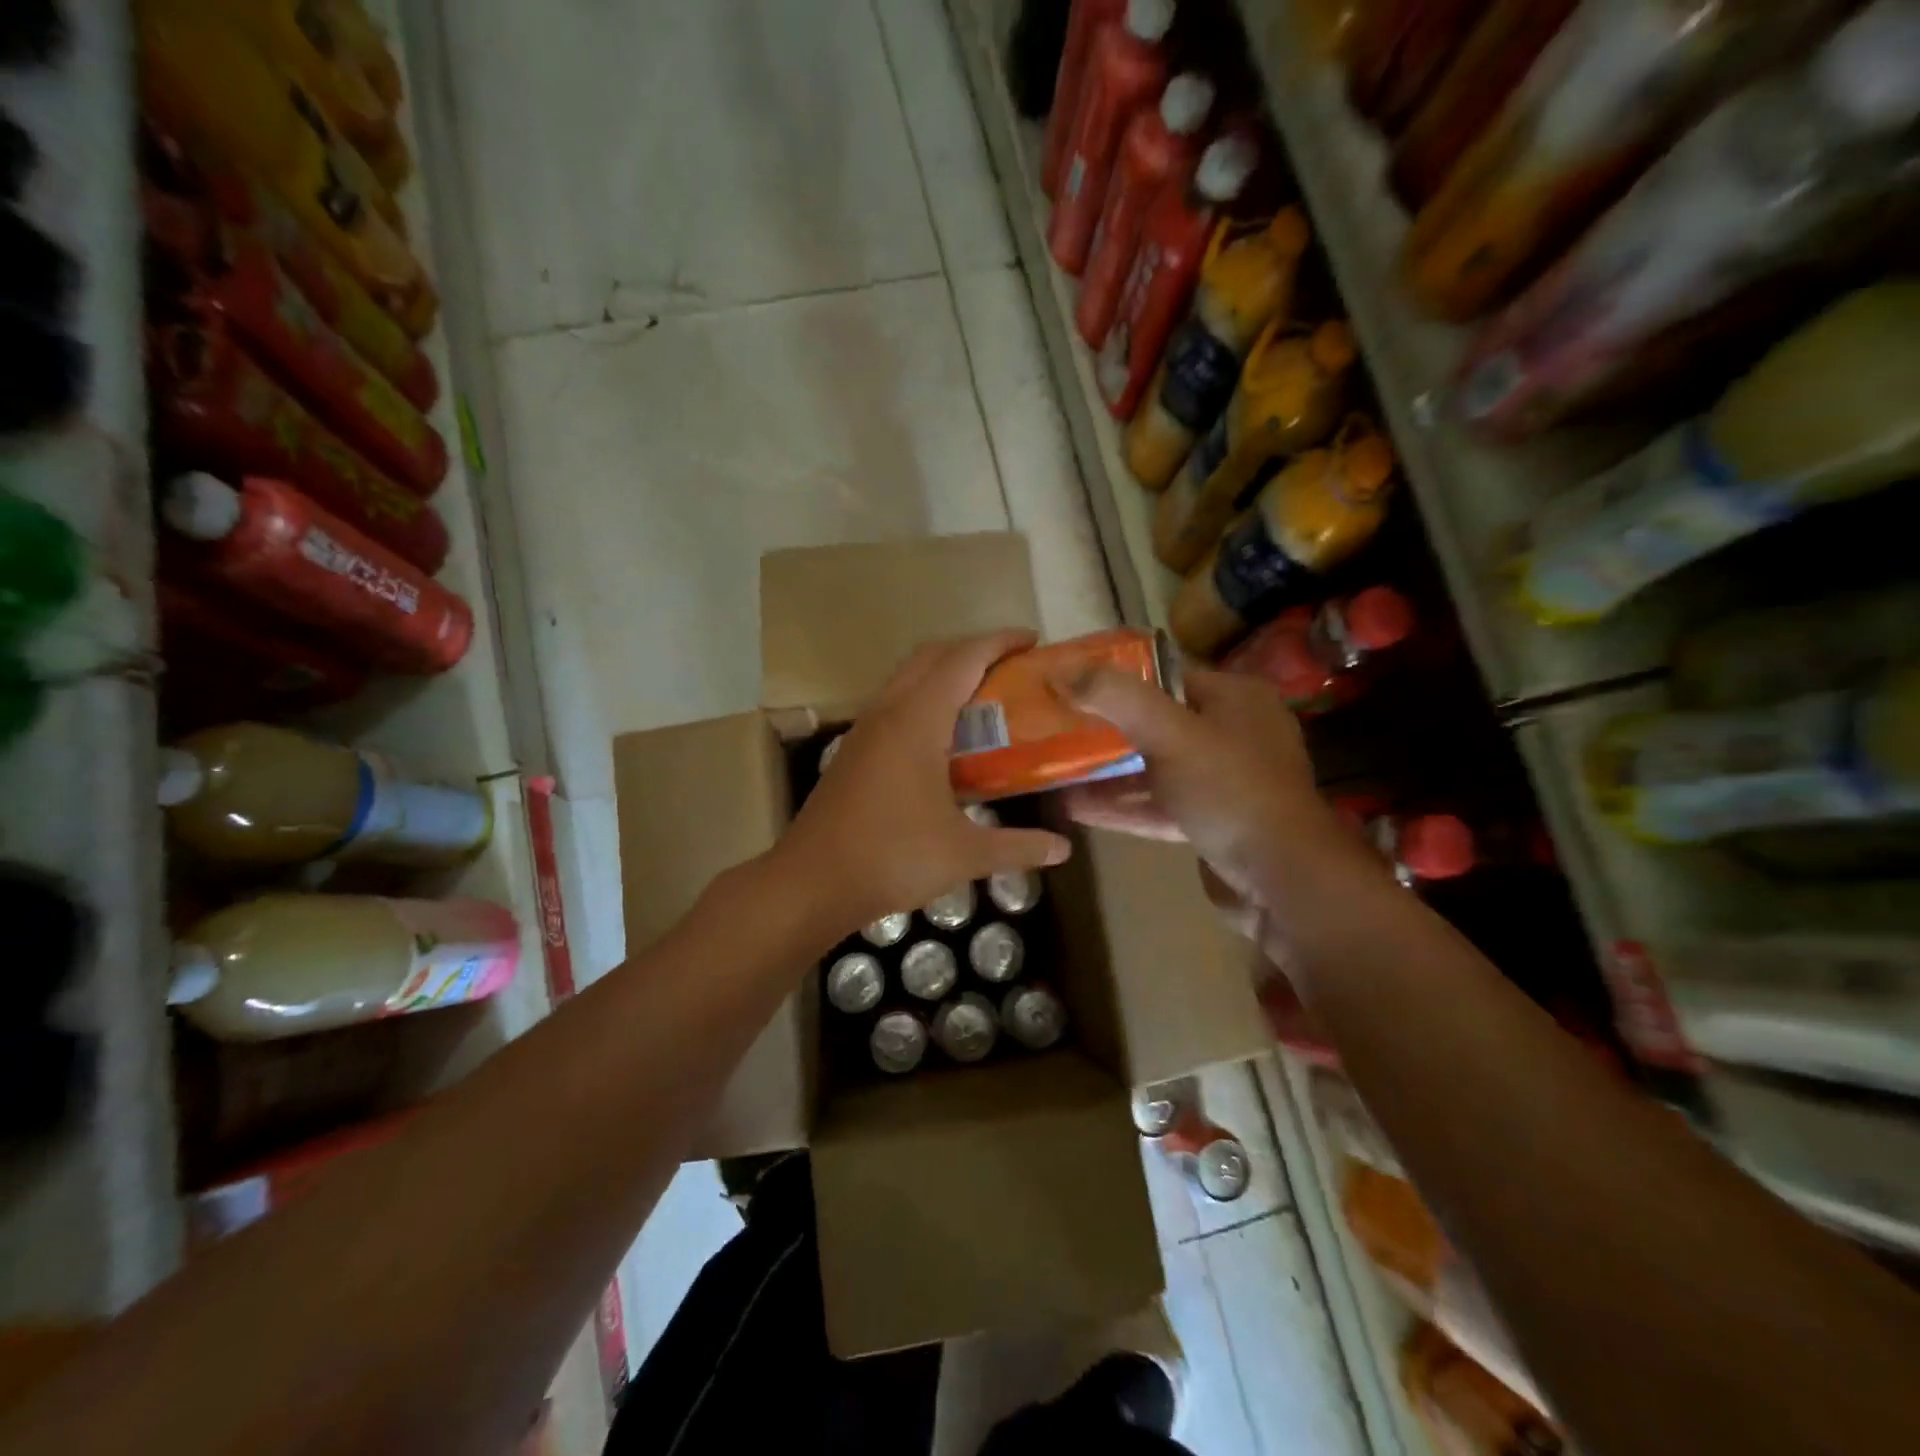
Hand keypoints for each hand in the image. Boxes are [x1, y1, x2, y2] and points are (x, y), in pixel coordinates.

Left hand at [775, 631, 1072, 938]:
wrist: (811, 882)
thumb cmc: (891, 858)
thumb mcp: (964, 854)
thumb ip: (1018, 847)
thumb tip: (1063, 849)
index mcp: (916, 721)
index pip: (962, 659)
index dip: (999, 642)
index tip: (1032, 641)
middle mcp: (887, 712)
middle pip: (930, 656)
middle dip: (972, 650)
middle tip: (1011, 668)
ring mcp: (864, 730)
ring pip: (906, 678)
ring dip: (944, 674)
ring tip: (982, 698)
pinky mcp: (852, 751)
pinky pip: (893, 704)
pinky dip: (923, 699)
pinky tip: (942, 739)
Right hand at [1053, 665, 1378, 963]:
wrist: (1283, 878)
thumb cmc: (1229, 790)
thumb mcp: (1169, 734)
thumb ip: (1116, 698)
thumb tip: (1061, 669)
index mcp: (1235, 697)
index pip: (1166, 674)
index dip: (1116, 677)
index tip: (1071, 684)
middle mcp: (1234, 732)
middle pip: (1157, 722)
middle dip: (1107, 728)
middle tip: (1058, 727)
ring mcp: (1225, 781)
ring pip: (1156, 767)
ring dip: (1109, 772)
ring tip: (1057, 768)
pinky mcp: (1214, 821)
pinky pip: (1160, 804)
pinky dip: (1124, 805)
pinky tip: (1076, 807)